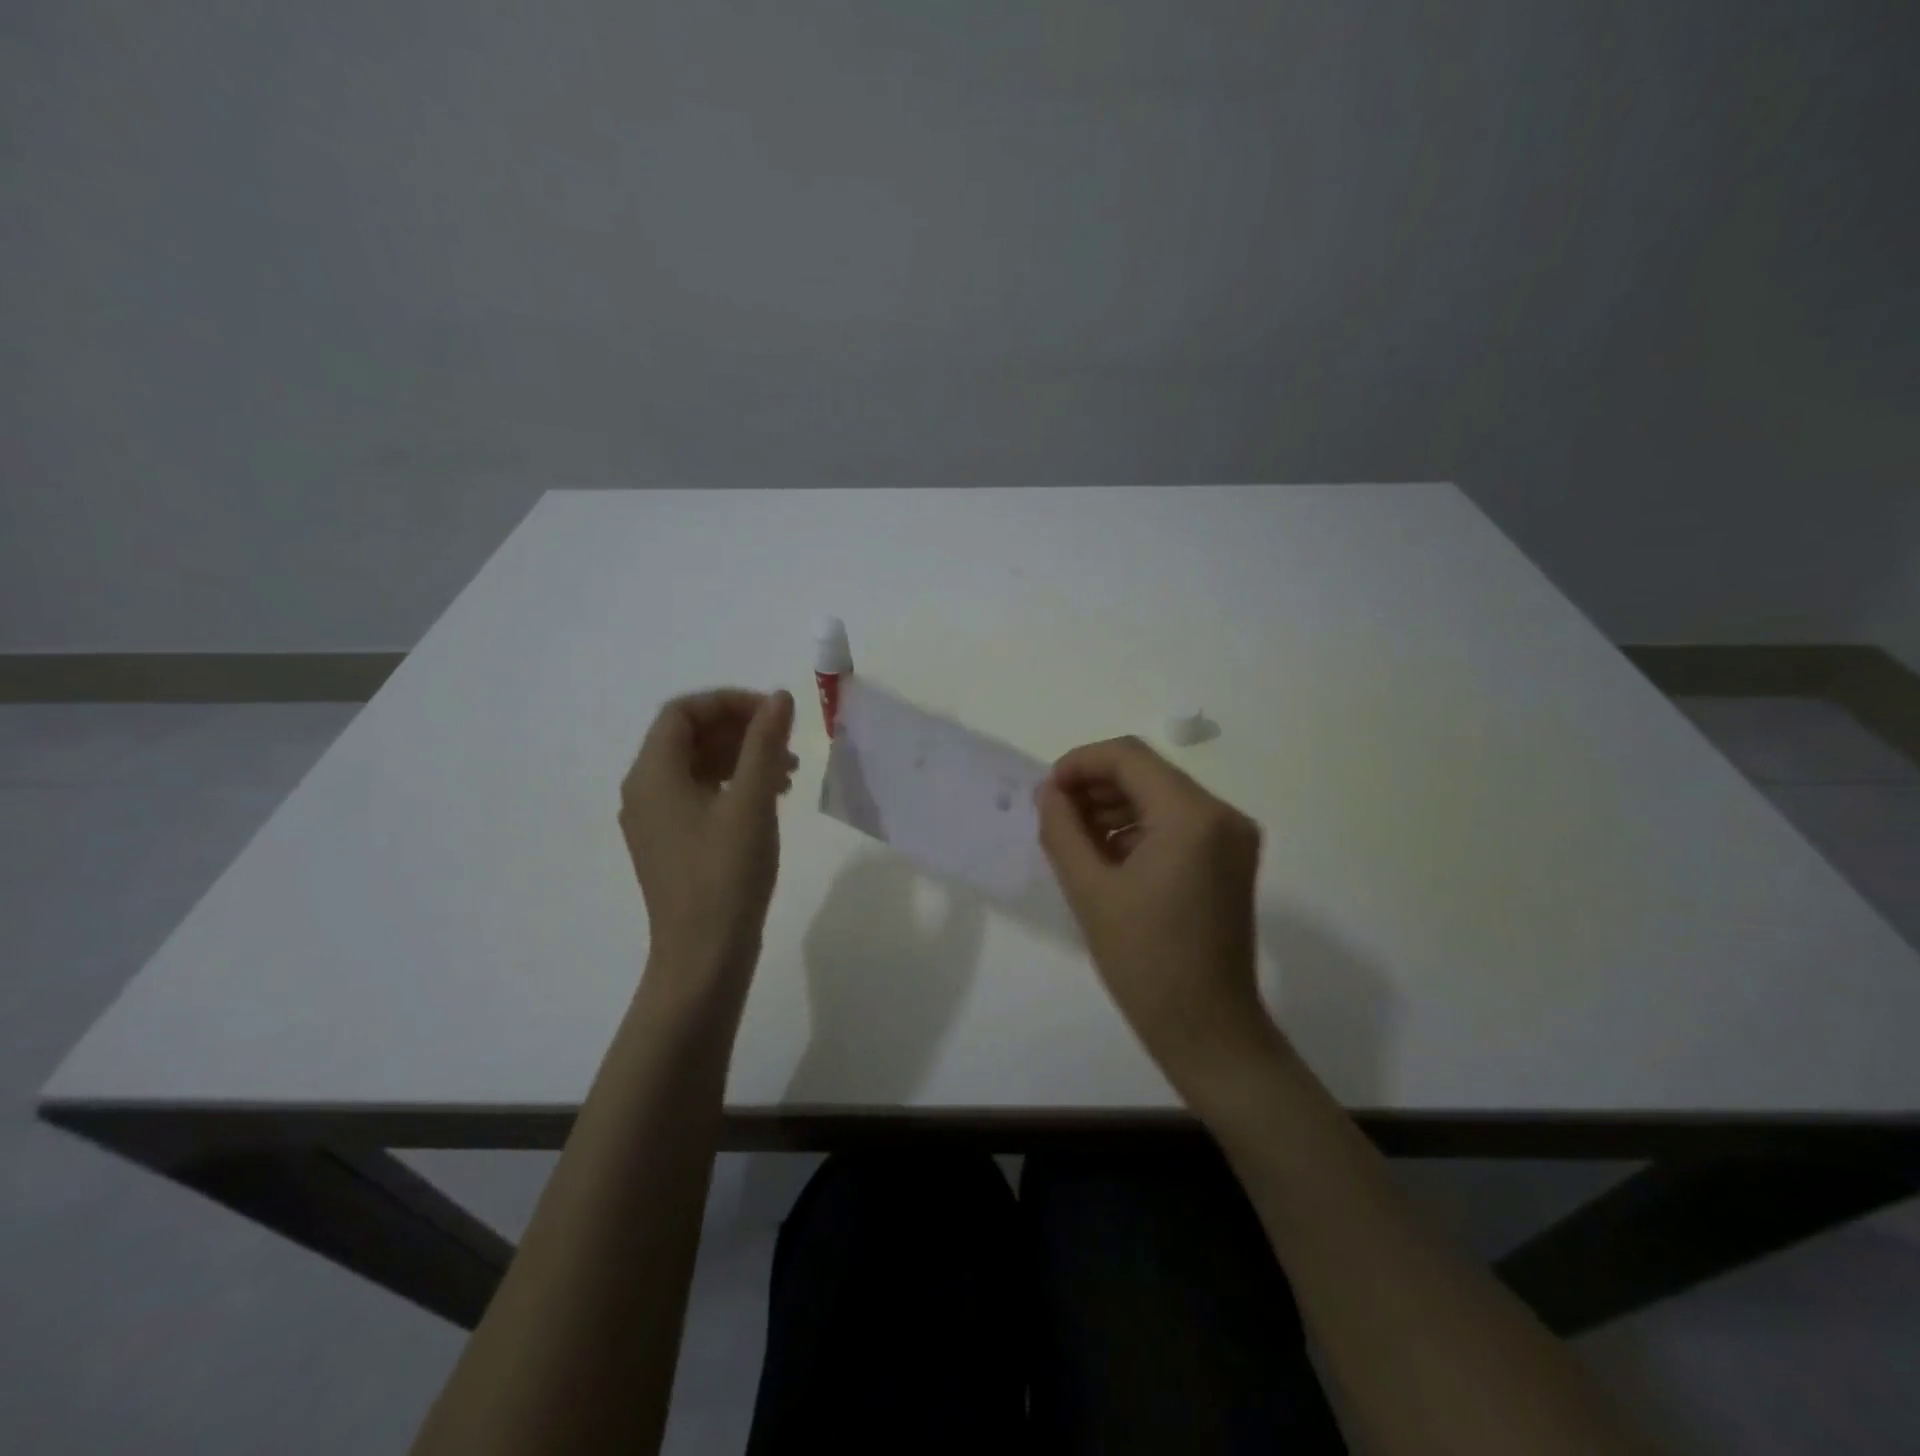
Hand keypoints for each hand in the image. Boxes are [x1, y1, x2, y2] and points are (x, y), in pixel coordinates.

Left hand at [620, 689, 796, 997]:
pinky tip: (770, 799)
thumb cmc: (726, 874)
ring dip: (741, 757)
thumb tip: (778, 697)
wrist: (703, 956)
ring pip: (697, 766)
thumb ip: (765, 743)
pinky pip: (699, 794)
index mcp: (653, 775)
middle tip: (786, 742)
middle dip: (739, 730)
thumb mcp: (753, 802)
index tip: (774, 714)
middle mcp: (645, 790)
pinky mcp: (672, 843)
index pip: (683, 712)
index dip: (730, 703)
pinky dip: (733, 784)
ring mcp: (656, 820)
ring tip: (788, 773)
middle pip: (688, 736)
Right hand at [1036, 736, 1274, 1092]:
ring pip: (1161, 796)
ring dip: (1115, 806)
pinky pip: (1177, 823)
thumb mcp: (1089, 890)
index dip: (1079, 764)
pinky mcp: (1230, 859)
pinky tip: (1106, 855)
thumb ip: (1062, 829)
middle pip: (1147, 773)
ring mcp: (1232, 837)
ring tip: (1074, 838)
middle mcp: (1222, 814)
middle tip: (1053, 816)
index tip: (1045, 792)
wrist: (1209, 1030)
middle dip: (1095, 786)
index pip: (1128, 756)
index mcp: (1192, 816)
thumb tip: (1049, 792)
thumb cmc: (1145, 962)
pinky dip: (1139, 828)